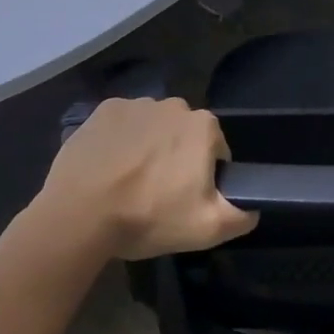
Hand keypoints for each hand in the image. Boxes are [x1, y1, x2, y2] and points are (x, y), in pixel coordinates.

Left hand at [29, 98, 258, 261]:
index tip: (184, 200)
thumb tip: (254, 207)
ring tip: (128, 183)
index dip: (204, 177)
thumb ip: (241, 215)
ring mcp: (137, 104)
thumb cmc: (148, 217)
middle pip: (184, 136)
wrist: (79, 215)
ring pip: (153, 127)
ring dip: (148, 148)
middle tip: (156, 195)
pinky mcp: (104, 111)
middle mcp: (175, 105)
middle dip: (176, 158)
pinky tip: (108, 168)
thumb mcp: (206, 229)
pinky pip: (122, 124)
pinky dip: (120, 141)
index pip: (216, 151)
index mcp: (204, 127)